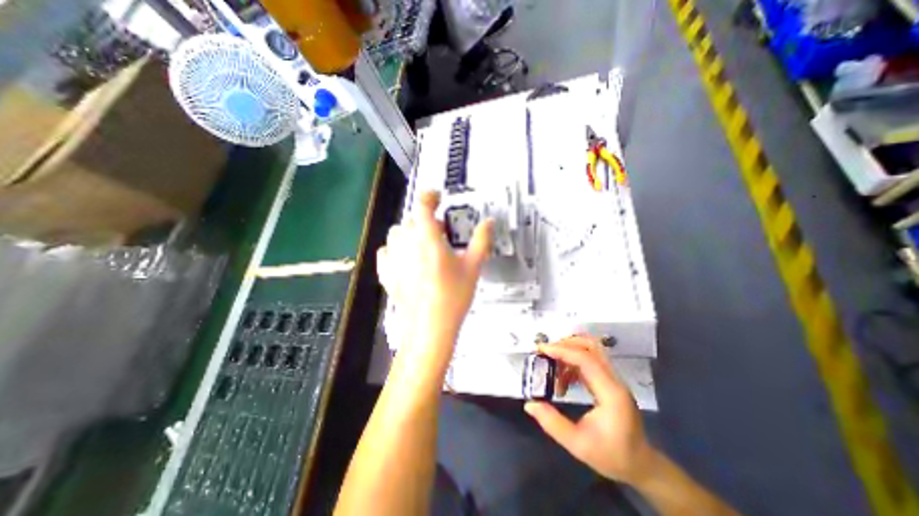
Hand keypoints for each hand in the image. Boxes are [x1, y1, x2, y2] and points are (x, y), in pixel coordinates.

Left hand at [374, 190, 494, 366]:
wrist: (429, 328)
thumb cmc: (453, 296)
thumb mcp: (473, 266)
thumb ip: (482, 240)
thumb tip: (489, 222)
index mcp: (427, 236)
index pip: (423, 204)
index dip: (430, 195)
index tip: (438, 197)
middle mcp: (406, 242)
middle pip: (411, 219)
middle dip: (425, 220)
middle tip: (441, 232)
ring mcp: (392, 258)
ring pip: (397, 233)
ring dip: (410, 233)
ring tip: (424, 245)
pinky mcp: (386, 273)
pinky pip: (386, 251)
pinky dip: (396, 249)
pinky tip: (407, 259)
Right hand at [525, 336, 653, 485]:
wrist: (640, 466)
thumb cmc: (611, 456)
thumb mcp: (578, 445)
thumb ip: (552, 423)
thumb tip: (529, 404)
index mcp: (610, 392)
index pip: (586, 359)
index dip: (562, 351)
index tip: (541, 350)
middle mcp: (614, 380)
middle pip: (591, 346)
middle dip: (566, 344)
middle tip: (546, 352)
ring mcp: (613, 379)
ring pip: (591, 350)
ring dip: (569, 352)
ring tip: (551, 365)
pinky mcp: (609, 381)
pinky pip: (590, 362)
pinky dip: (573, 363)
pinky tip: (563, 380)